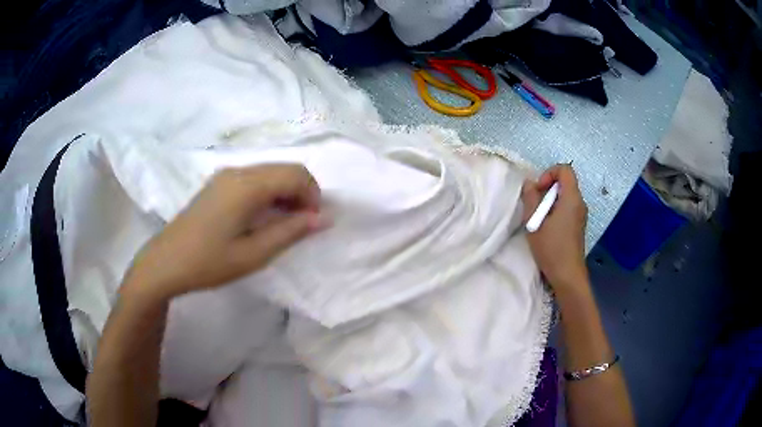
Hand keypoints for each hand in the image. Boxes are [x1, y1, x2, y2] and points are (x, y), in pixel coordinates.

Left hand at [123, 165, 328, 298]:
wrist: (166, 263)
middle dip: (302, 194)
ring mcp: (226, 175)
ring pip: (270, 172)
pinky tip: (262, 218)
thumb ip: (291, 232)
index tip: (313, 224)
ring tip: (283, 225)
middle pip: (285, 169)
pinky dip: (269, 193)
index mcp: (247, 185)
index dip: (313, 196)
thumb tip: (324, 218)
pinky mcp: (219, 183)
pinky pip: (254, 178)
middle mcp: (238, 171)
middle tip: (301, 226)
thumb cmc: (209, 262)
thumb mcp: (254, 254)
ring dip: (286, 193)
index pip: (296, 174)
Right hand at [522, 164, 588, 291]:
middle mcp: (580, 203)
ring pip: (565, 196)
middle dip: (547, 188)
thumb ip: (531, 199)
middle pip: (565, 182)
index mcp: (572, 198)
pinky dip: (556, 210)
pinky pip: (567, 208)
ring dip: (550, 201)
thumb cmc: (552, 248)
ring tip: (538, 218)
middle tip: (534, 205)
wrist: (567, 275)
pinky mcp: (578, 225)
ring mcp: (581, 215)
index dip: (549, 173)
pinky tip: (546, 227)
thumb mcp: (535, 223)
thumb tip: (530, 183)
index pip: (565, 170)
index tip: (538, 189)